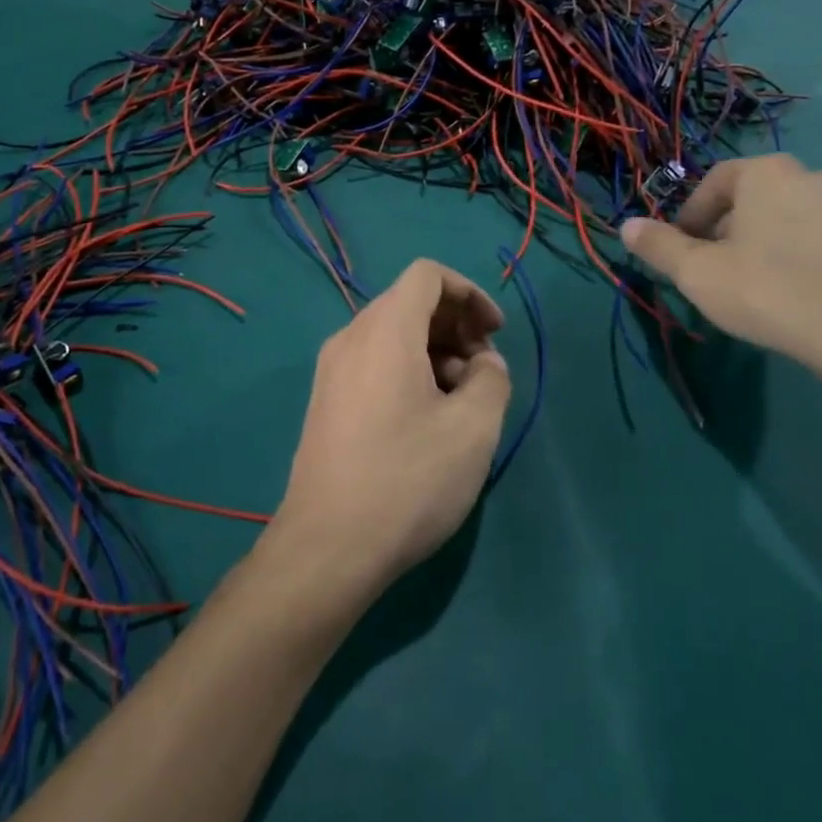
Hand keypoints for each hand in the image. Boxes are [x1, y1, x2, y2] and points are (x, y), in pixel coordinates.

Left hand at [267, 260, 511, 604]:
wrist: (328, 546)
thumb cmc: (407, 479)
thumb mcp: (473, 429)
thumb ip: (491, 379)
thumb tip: (482, 365)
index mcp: (384, 331)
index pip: (427, 275)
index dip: (470, 293)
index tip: (495, 334)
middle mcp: (351, 338)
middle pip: (409, 302)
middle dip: (456, 325)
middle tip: (485, 371)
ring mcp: (332, 371)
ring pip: (392, 335)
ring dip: (435, 351)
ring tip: (462, 401)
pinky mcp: (326, 401)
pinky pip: (373, 363)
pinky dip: (408, 370)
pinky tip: (428, 419)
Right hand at [620, 154, 821, 371]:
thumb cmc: (768, 291)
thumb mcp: (696, 273)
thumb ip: (658, 245)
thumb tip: (627, 226)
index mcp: (768, 173)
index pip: (716, 181)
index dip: (692, 214)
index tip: (683, 248)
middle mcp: (817, 175)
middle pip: (758, 197)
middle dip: (732, 228)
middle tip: (718, 268)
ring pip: (797, 217)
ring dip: (773, 240)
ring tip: (760, 282)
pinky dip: (811, 257)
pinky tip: (802, 293)